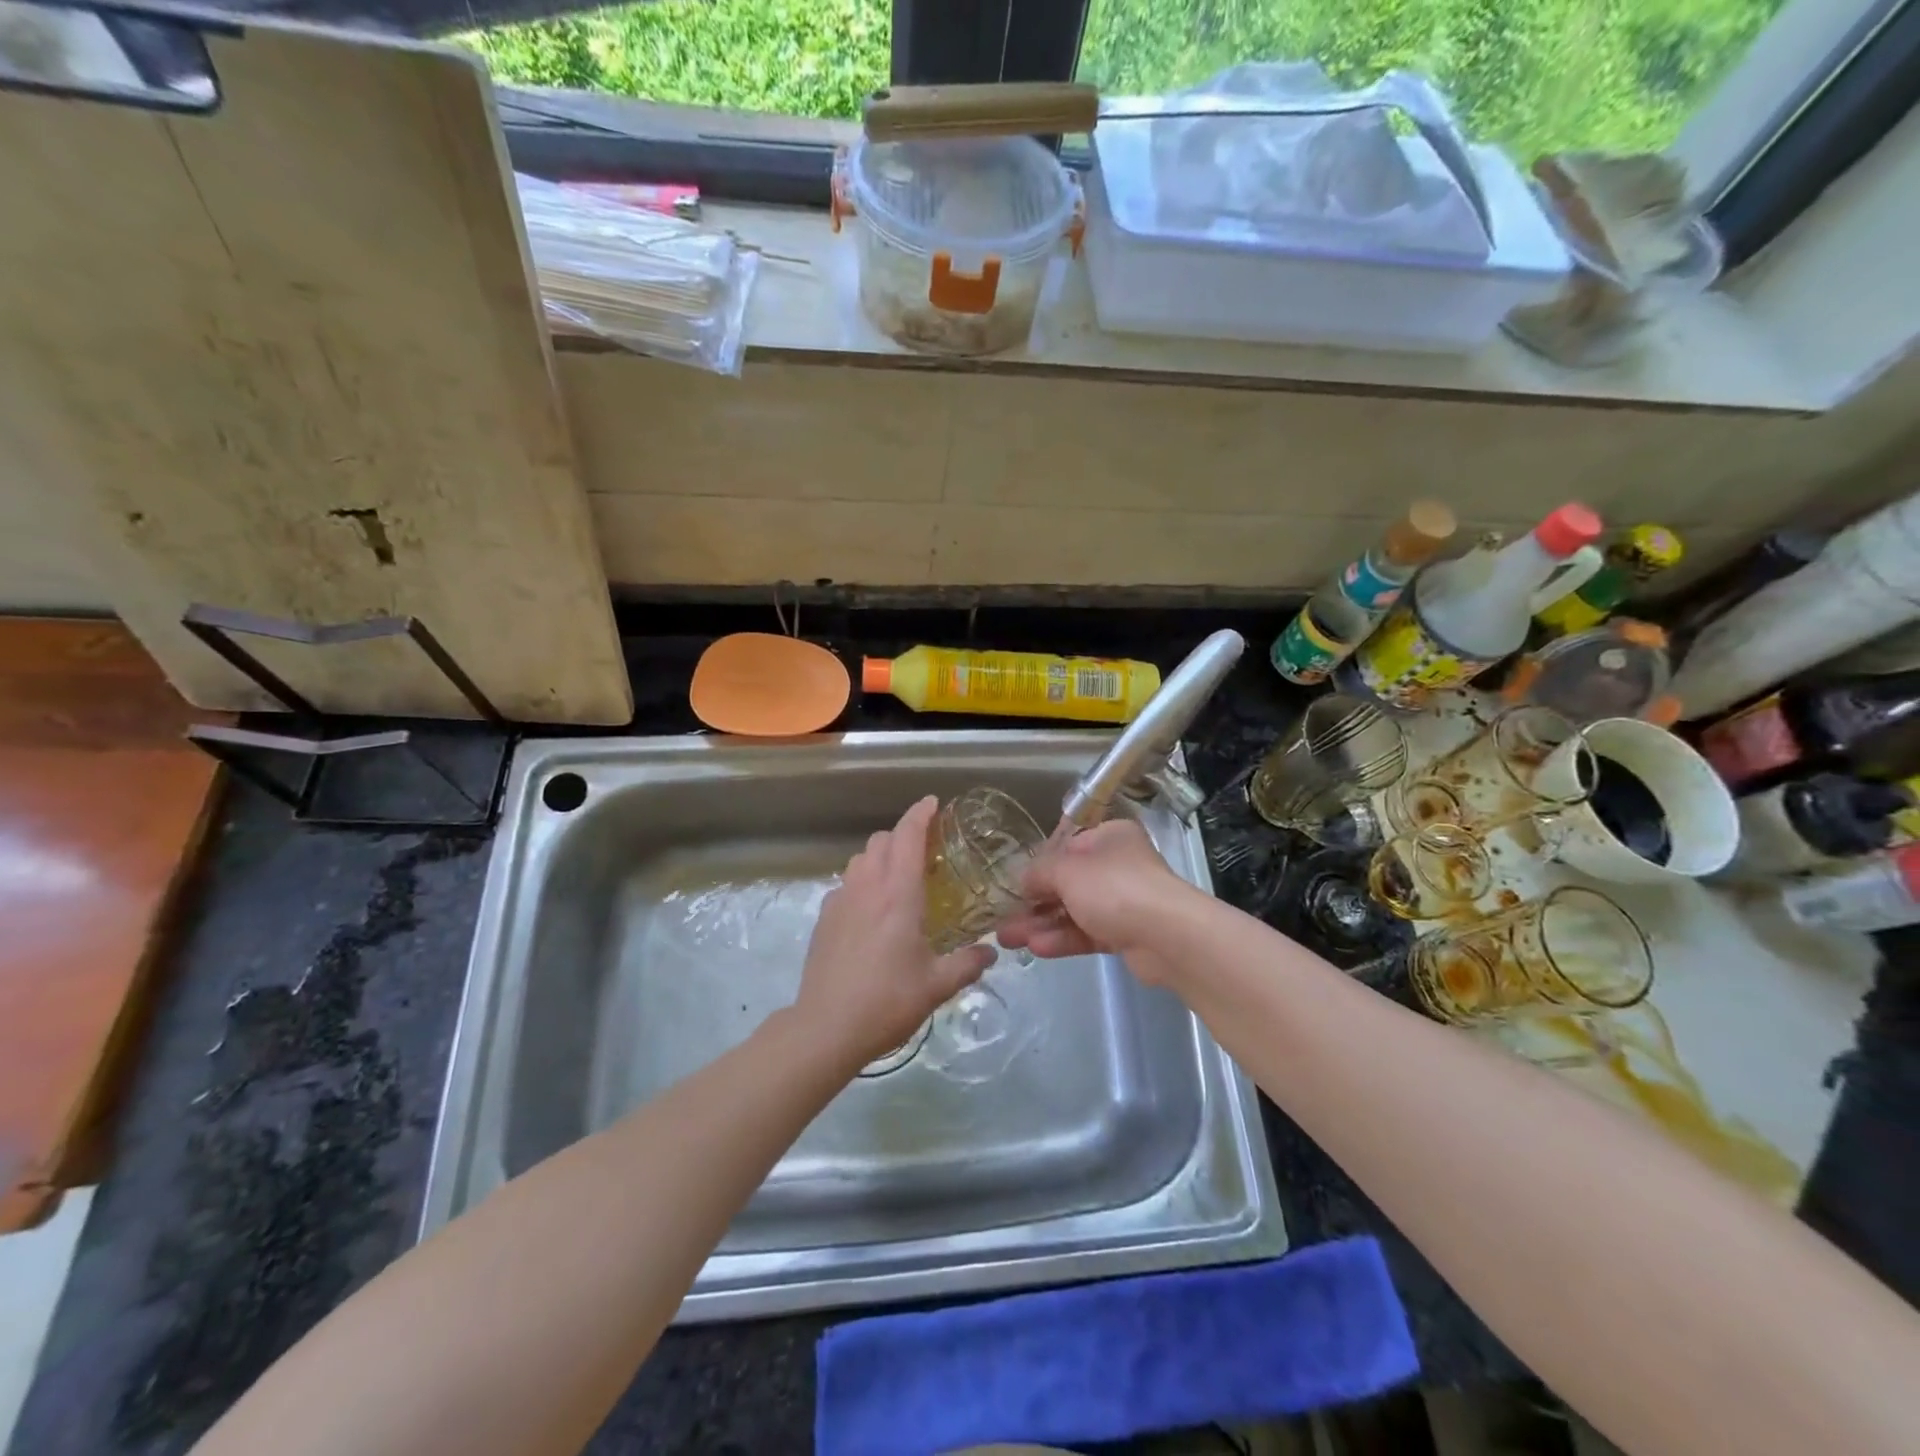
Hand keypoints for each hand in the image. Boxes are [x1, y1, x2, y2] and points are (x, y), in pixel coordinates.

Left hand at [794, 796, 995, 1068]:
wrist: (826, 1027)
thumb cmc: (888, 1001)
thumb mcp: (937, 985)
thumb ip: (968, 963)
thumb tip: (991, 951)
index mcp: (898, 895)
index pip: (908, 837)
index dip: (920, 814)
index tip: (933, 803)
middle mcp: (867, 887)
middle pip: (881, 840)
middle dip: (902, 836)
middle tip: (924, 853)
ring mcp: (840, 900)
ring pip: (859, 859)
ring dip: (879, 857)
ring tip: (897, 880)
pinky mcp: (824, 918)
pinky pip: (845, 884)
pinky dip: (862, 883)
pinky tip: (871, 912)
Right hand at [995, 820, 1195, 985]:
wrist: (1169, 936)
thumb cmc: (1115, 888)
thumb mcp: (1067, 871)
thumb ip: (1040, 873)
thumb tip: (1022, 880)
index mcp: (1109, 837)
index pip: (1066, 847)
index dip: (1038, 865)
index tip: (1014, 884)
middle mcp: (1118, 865)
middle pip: (1068, 882)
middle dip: (1034, 901)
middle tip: (1002, 918)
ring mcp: (1124, 901)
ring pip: (1074, 910)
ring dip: (1041, 924)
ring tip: (1007, 939)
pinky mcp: (1126, 934)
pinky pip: (1088, 933)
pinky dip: (1063, 939)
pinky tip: (1036, 948)